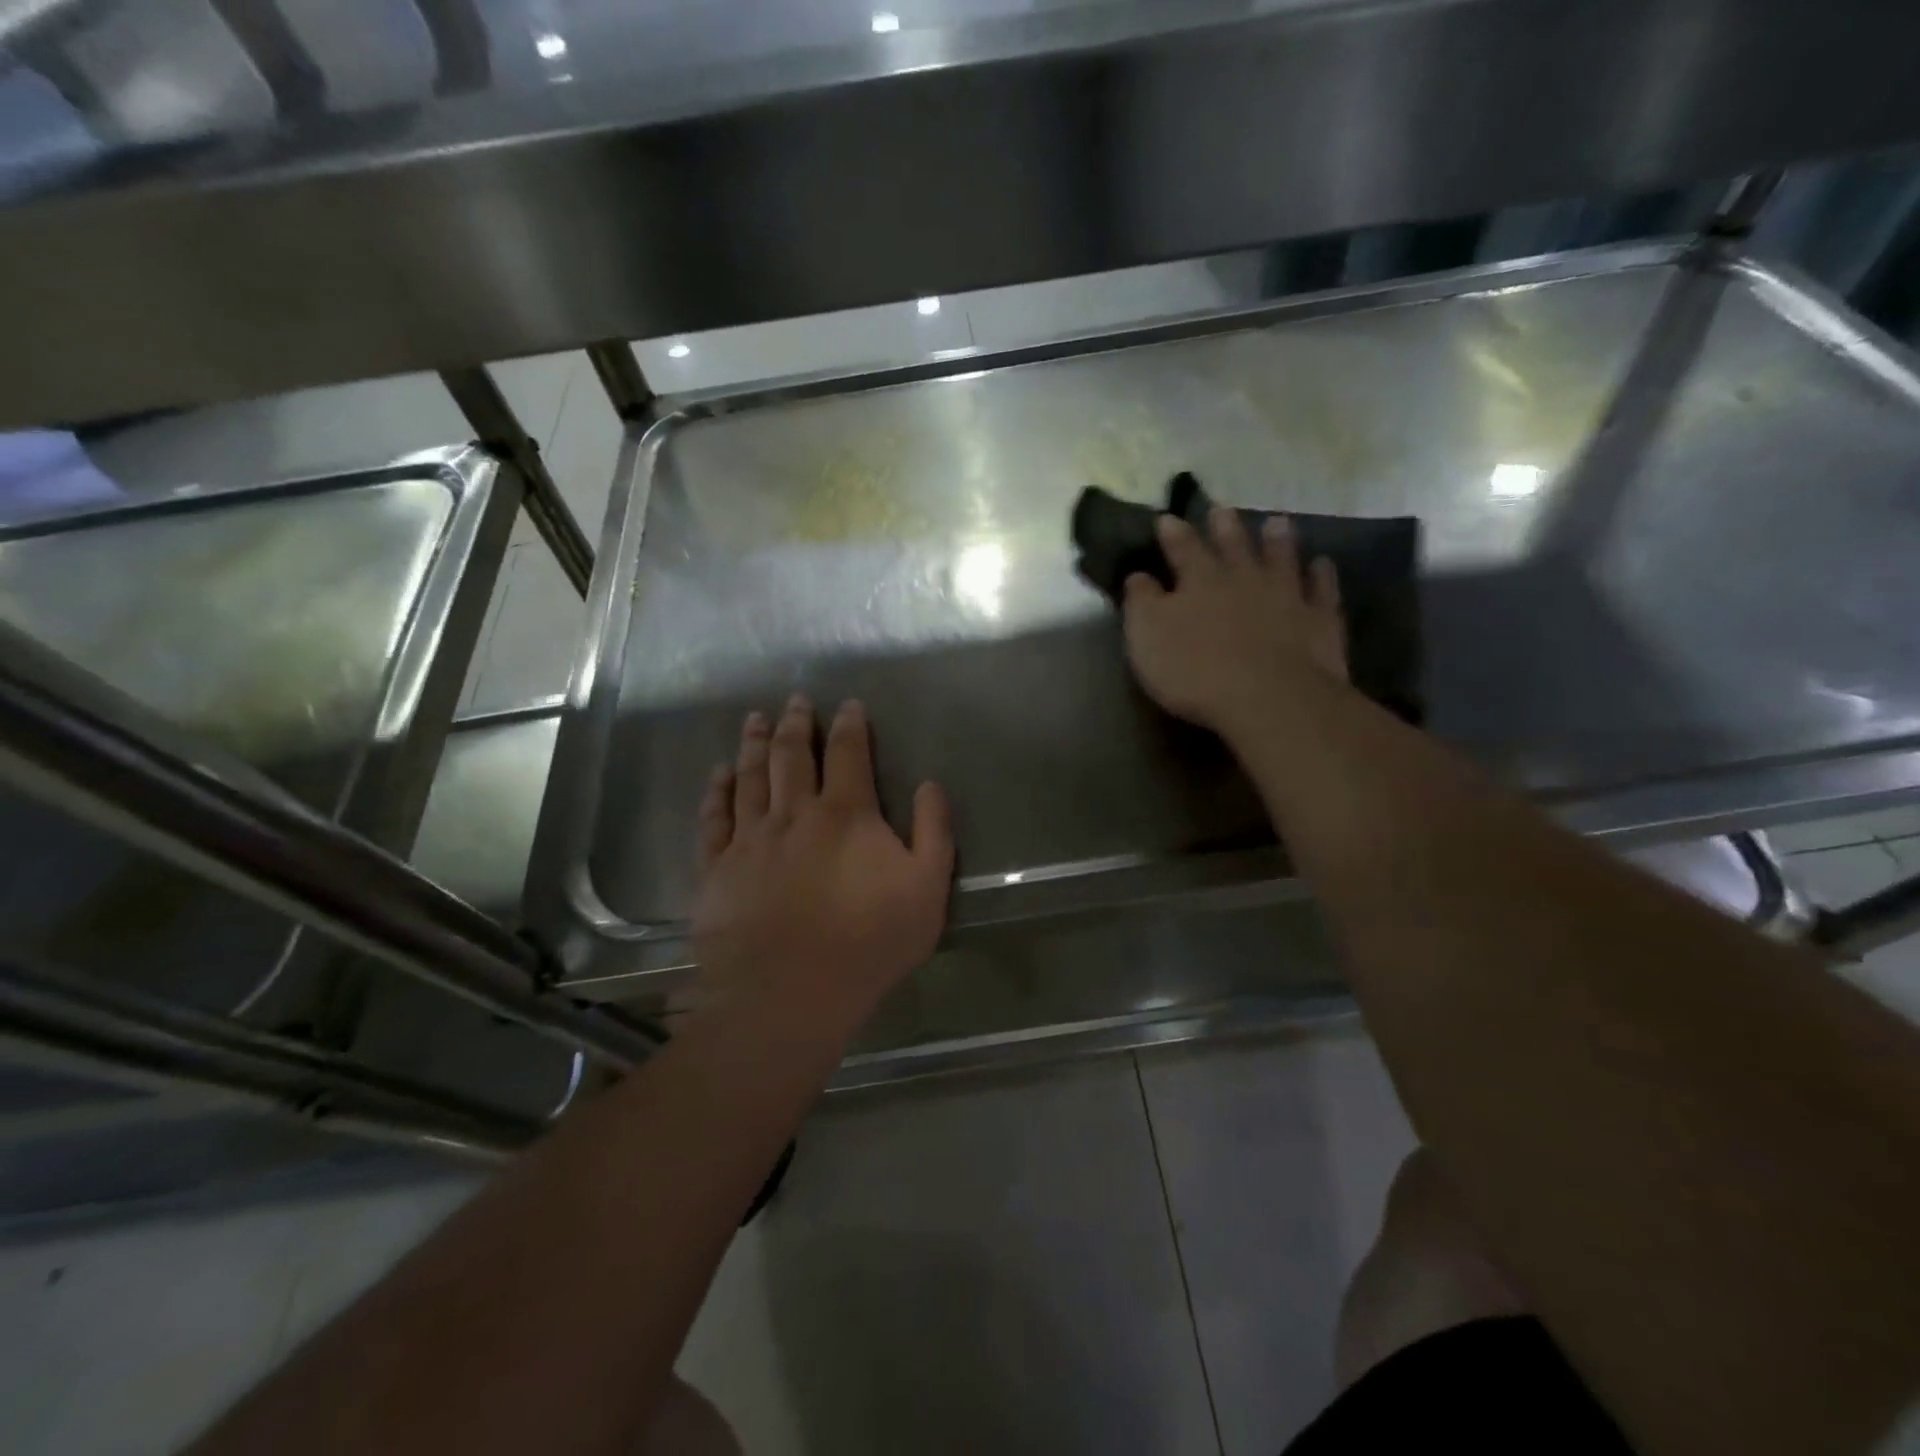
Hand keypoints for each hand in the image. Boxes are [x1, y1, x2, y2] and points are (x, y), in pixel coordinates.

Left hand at [690, 696, 953, 1034]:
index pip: (848, 753)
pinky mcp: (717, 868)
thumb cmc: (868, 943)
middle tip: (795, 700)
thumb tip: (931, 785)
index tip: (849, 705)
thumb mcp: (927, 890)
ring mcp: (750, 839)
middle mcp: (794, 813)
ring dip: (754, 743)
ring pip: (751, 776)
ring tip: (755, 719)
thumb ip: (934, 832)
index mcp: (846, 814)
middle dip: (796, 723)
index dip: (850, 725)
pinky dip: (718, 790)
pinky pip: (714, 818)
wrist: (790, 995)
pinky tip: (720, 774)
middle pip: (792, 755)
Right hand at [1122, 507, 1349, 737]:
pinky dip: (1321, 574)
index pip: (1182, 549)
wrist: (1269, 697)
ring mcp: (1286, 595)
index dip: (1173, 533)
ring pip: (1281, 557)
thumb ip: (1141, 603)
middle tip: (1222, 509)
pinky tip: (1322, 564)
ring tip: (1276, 522)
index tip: (1166, 518)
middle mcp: (1243, 578)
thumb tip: (1137, 576)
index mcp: (1198, 581)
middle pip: (1233, 545)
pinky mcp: (1319, 619)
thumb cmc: (1196, 670)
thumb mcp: (1147, 637)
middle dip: (1224, 526)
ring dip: (1277, 540)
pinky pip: (1322, 589)